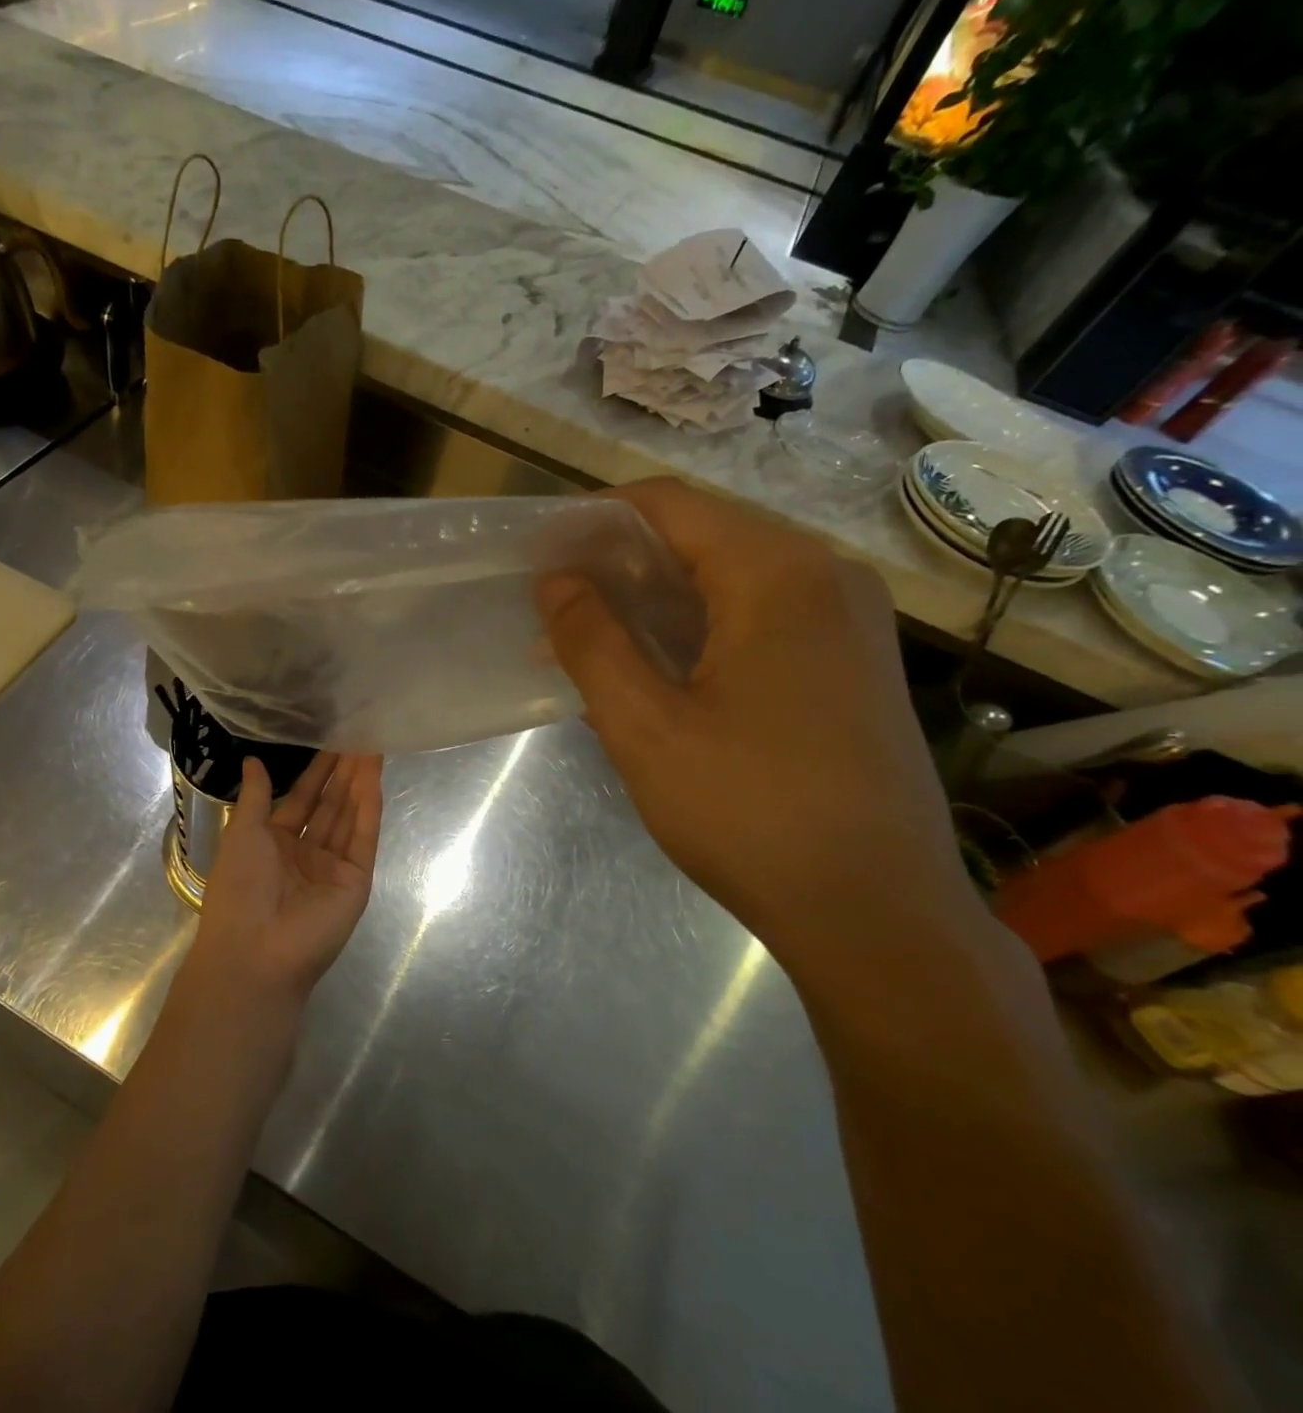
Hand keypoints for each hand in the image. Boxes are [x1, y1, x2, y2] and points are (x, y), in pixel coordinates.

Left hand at [187, 753, 383, 1011]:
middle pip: (329, 805)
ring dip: (359, 783)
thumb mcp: (242, 833)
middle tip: (358, 733)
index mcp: (274, 844)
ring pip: (349, 816)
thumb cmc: (239, 888)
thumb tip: (253, 760)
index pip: (301, 799)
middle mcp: (306, 854)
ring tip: (371, 745)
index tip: (330, 739)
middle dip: (342, 772)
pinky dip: (369, 808)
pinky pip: (362, 838)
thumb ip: (255, 796)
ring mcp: (333, 868)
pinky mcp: (356, 881)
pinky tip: (374, 778)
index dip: (315, 771)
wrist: (255, 950)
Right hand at [539, 478, 973, 960]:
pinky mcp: (851, 661)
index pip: (670, 504)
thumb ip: (591, 640)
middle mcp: (826, 576)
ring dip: (656, 597)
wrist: (877, 912)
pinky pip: (760, 614)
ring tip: (593, 637)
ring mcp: (849, 619)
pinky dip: (698, 625)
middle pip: (704, 533)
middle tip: (557, 604)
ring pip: (731, 576)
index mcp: (780, 574)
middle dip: (622, 561)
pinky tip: (656, 666)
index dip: (595, 519)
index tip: (539, 555)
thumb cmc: (750, 811)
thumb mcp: (645, 725)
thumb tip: (556, 579)